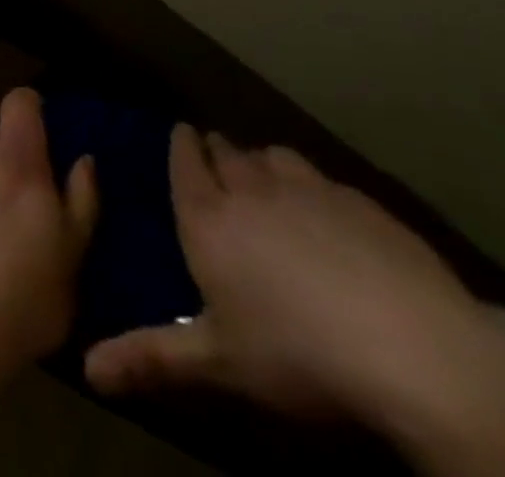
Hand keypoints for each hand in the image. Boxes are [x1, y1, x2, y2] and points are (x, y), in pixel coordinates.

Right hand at [85, 127, 504, 432]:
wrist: (417, 353)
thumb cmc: (299, 355)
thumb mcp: (219, 363)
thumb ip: (152, 357)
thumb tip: (87, 370)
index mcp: (206, 216)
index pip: (184, 159)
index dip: (182, 144)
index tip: (182, 134)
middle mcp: (249, 188)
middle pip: (227, 151)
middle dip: (219, 152)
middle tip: (219, 162)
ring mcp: (309, 190)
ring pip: (274, 157)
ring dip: (264, 163)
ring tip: (270, 182)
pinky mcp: (362, 203)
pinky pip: (324, 179)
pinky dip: (314, 186)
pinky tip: (331, 216)